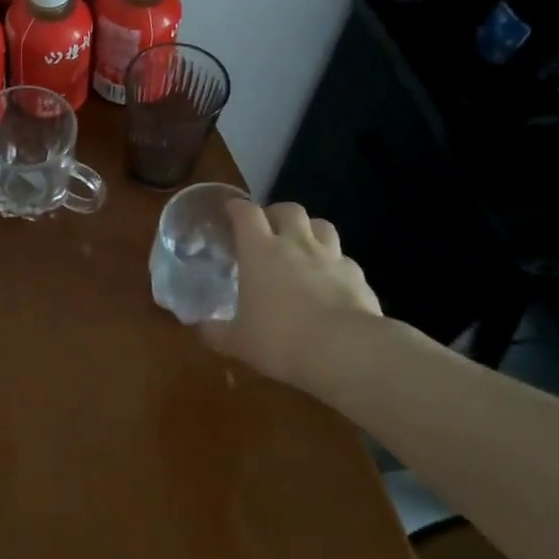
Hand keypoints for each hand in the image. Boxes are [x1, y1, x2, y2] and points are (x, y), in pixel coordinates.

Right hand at [200, 201, 381, 390]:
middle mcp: (296, 244)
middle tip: (268, 229)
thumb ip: (216, 332)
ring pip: (321, 225)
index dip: (237, 208)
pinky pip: (343, 258)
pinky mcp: (357, 275)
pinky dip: (334, 262)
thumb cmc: (281, 339)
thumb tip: (201, 328)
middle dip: (276, 213)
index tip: (230, 210)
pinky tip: (330, 280)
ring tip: (301, 245)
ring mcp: (330, 257)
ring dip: (309, 229)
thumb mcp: (238, 342)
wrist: (346, 351)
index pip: (246, 213)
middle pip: (288, 209)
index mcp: (260, 251)